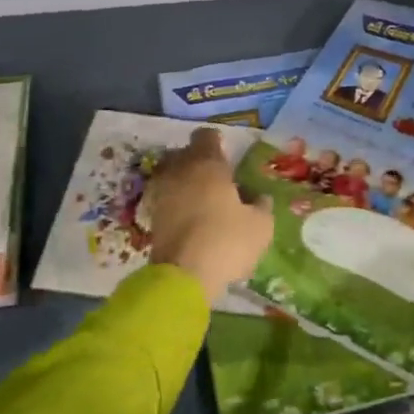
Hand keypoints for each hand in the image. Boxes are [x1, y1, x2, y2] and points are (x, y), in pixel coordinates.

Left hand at [146, 128, 272, 301]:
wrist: (183, 277)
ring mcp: (161, 193)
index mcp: (207, 163)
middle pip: (185, 154)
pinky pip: (166, 198)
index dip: (217, 142)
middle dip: (199, 162)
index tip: (227, 156)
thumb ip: (261, 205)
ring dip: (186, 183)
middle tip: (218, 179)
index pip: (206, 136)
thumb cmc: (227, 241)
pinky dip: (177, 203)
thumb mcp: (260, 225)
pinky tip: (192, 219)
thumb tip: (258, 197)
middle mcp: (179, 170)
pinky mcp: (152, 217)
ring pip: (173, 175)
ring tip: (204, 201)